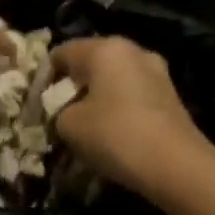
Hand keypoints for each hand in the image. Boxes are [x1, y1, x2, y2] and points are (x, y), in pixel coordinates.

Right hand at [50, 36, 214, 196]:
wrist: (176, 166)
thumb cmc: (114, 135)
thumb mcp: (68, 124)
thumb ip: (57, 110)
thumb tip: (64, 112)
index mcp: (104, 48)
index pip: (61, 53)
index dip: (44, 78)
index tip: (38, 104)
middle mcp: (132, 51)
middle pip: (90, 63)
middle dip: (72, 86)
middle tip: (59, 114)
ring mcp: (156, 71)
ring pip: (113, 78)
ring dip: (96, 97)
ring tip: (85, 124)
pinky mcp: (170, 95)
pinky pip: (132, 93)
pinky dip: (118, 107)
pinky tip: (111, 131)